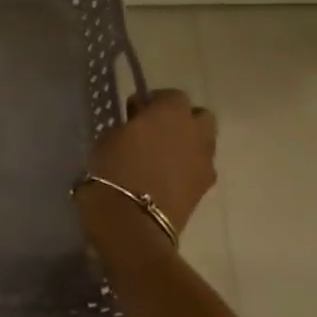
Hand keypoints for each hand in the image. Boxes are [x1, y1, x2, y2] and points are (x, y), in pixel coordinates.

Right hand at [84, 88, 217, 240]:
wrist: (132, 221)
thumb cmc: (114, 168)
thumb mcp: (111, 135)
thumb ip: (132, 123)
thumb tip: (141, 123)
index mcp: (172, 113)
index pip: (172, 95)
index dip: (154, 101)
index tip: (134, 112)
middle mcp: (196, 133)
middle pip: (199, 117)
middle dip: (181, 120)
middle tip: (153, 131)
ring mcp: (205, 162)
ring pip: (202, 143)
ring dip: (185, 144)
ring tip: (158, 157)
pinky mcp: (205, 189)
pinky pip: (198, 168)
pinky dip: (185, 168)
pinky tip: (162, 177)